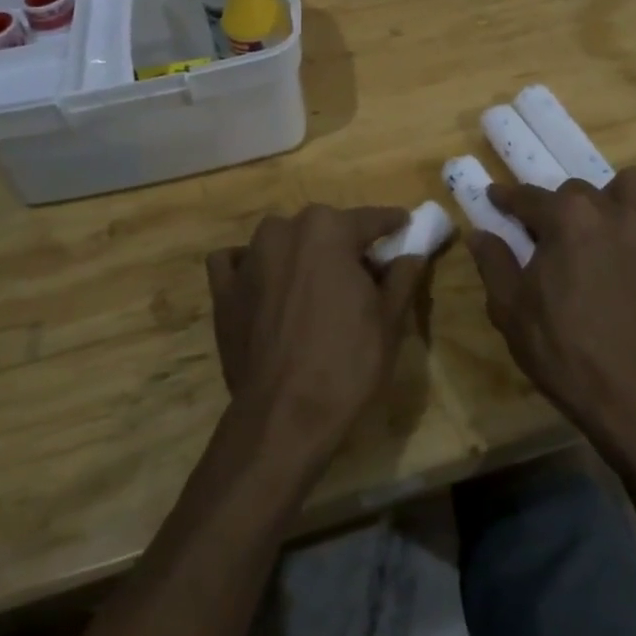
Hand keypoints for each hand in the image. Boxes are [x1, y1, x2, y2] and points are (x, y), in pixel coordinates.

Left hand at [207, 206, 429, 461]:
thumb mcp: (390, 320)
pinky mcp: (223, 289)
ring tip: (313, 286)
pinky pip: (235, 262)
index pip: (372, 219)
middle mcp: (285, 230)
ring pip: (281, 239)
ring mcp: (249, 257)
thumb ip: (402, 277)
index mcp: (329, 229)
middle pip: (324, 228)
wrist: (285, 416)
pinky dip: (249, 266)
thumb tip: (412, 254)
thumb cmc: (347, 363)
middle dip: (344, 243)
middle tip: (361, 275)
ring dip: (298, 253)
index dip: (393, 225)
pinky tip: (262, 286)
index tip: (405, 228)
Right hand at [469, 168, 635, 433]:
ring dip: (615, 198)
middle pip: (579, 189)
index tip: (496, 198)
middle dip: (560, 206)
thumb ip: (493, 263)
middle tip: (552, 237)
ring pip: (634, 184)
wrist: (631, 394)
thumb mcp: (509, 309)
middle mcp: (610, 211)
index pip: (528, 196)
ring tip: (606, 227)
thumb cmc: (561, 349)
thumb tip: (478, 233)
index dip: (507, 198)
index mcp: (565, 219)